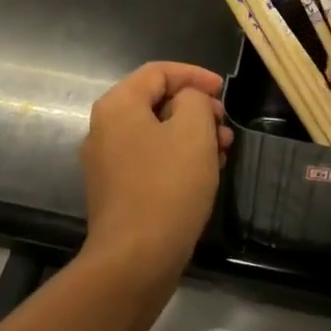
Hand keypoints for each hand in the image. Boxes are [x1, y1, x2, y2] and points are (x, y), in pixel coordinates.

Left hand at [79, 62, 231, 287]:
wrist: (135, 259)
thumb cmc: (167, 187)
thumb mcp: (193, 131)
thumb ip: (195, 100)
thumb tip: (188, 102)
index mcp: (117, 106)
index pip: (157, 72)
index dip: (194, 75)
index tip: (223, 91)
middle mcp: (104, 129)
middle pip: (155, 102)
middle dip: (196, 108)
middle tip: (225, 125)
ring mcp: (107, 162)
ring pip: (156, 133)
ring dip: (191, 135)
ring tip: (223, 151)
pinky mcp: (117, 191)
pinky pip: (150, 160)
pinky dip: (178, 158)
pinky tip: (205, 174)